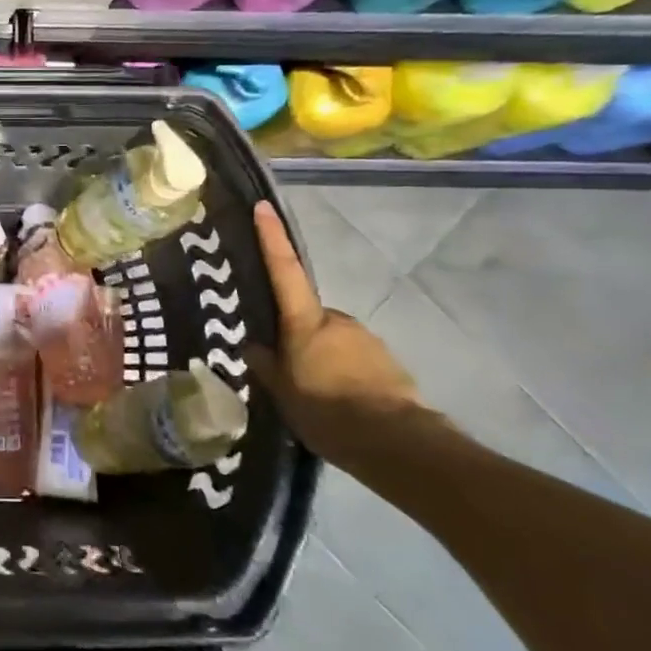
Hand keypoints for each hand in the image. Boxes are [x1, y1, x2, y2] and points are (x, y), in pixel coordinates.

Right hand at [243, 201, 423, 461]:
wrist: (397, 443)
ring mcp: (367, 339)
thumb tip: (253, 345)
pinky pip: (354, 359)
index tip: (263, 207)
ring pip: (333, 340)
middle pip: (308, 316)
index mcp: (306, 322)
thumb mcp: (282, 393)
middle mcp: (338, 320)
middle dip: (298, 335)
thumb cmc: (328, 412)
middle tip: (287, 368)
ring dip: (322, 358)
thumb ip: (266, 365)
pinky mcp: (387, 362)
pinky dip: (344, 373)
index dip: (271, 238)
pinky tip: (340, 402)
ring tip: (316, 395)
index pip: (284, 270)